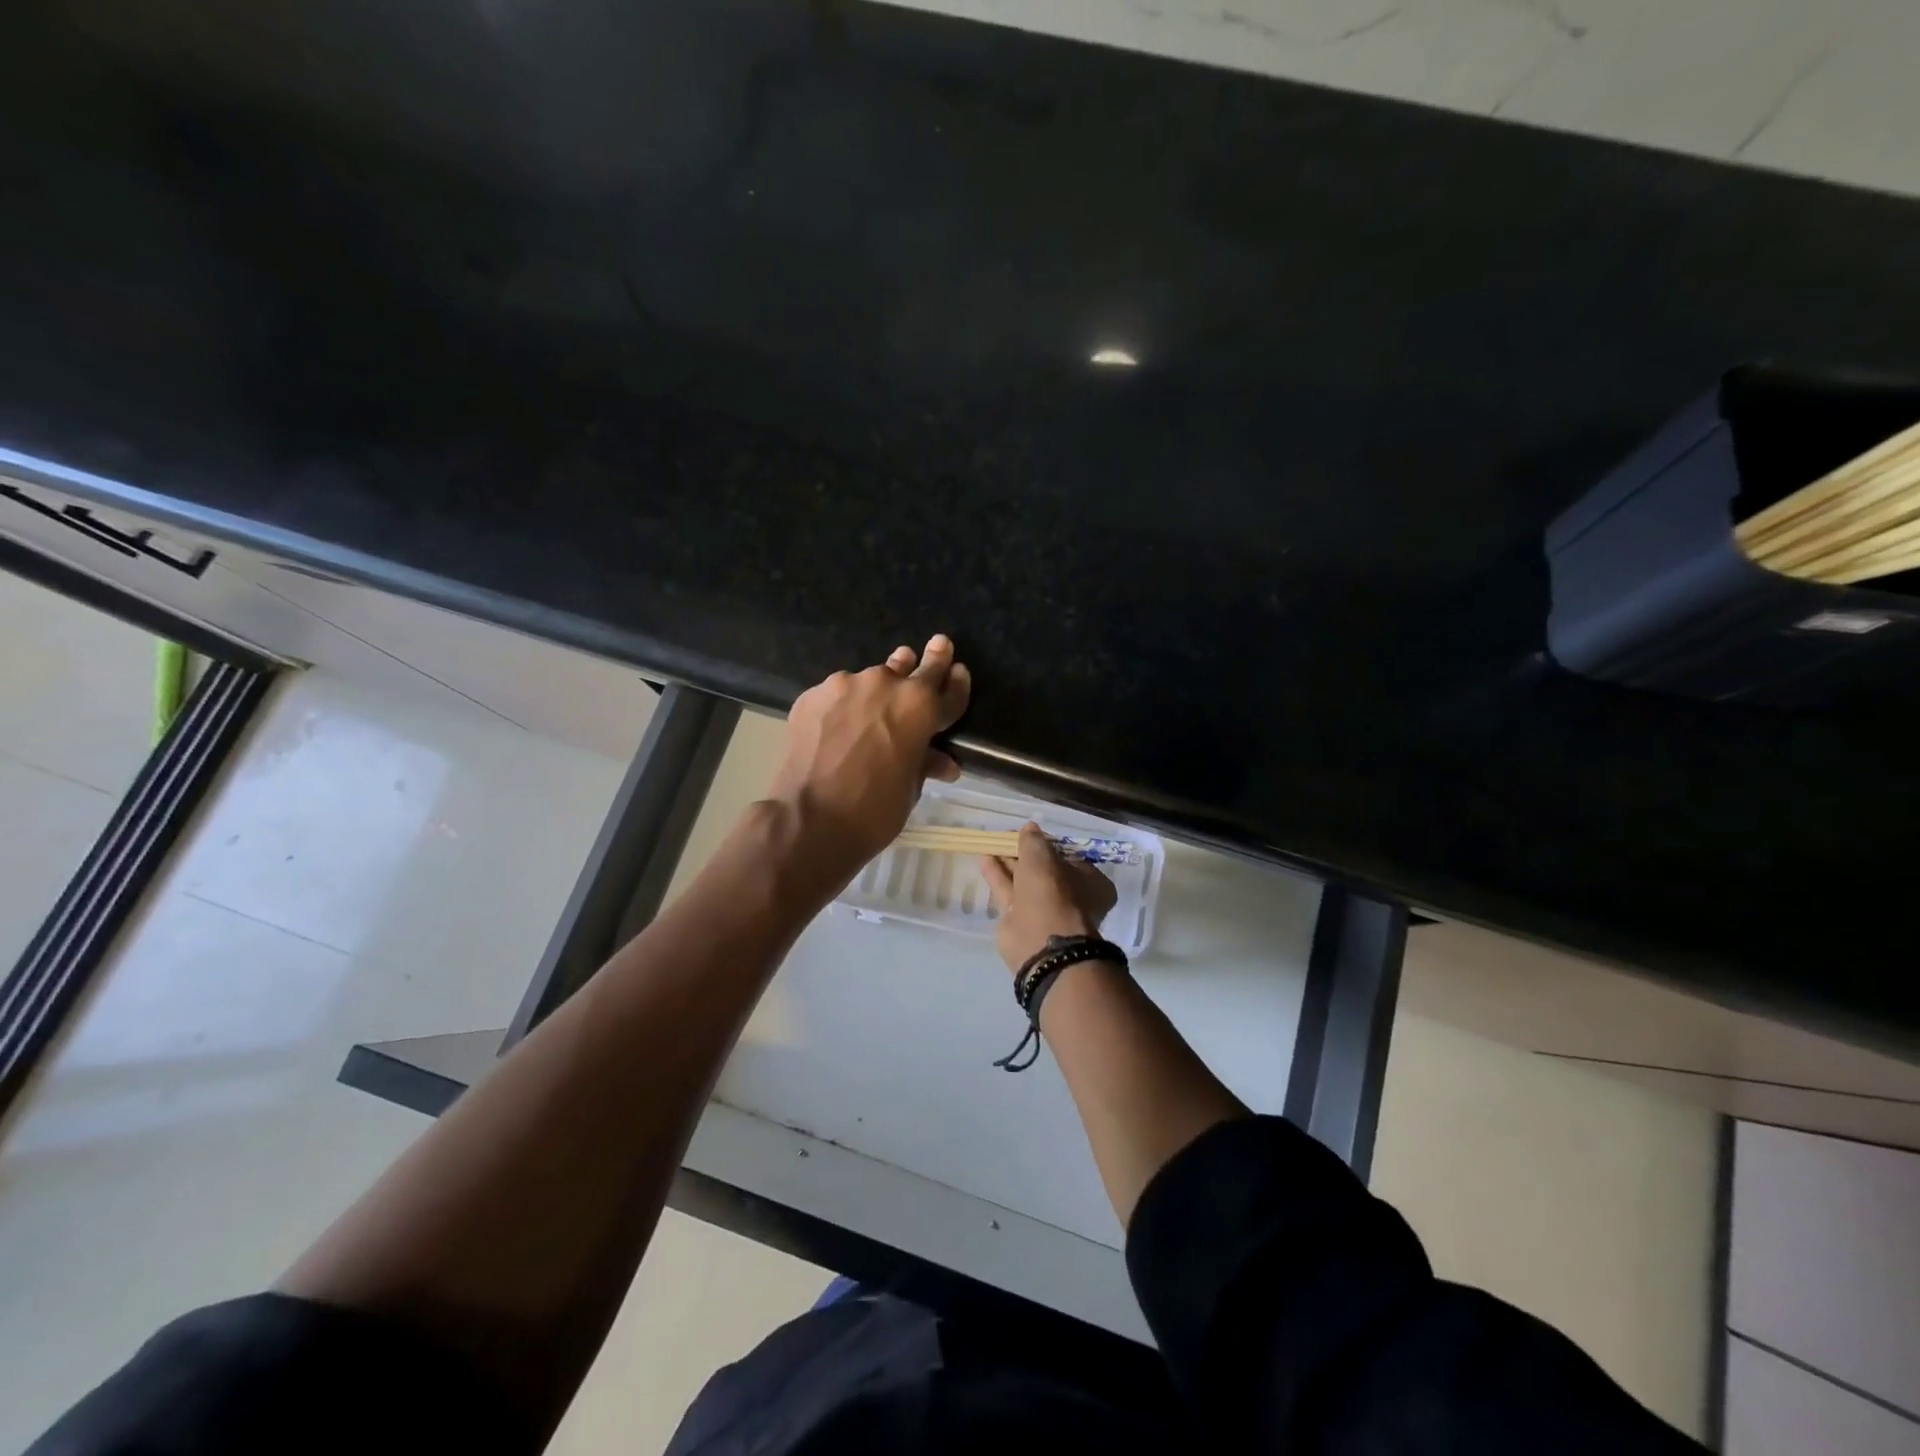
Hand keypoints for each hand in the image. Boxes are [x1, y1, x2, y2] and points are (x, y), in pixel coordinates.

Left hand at [767, 634, 971, 875]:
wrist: (810, 819)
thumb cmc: (874, 809)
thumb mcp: (910, 788)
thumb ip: (925, 763)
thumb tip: (944, 763)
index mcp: (919, 706)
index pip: (948, 689)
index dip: (957, 683)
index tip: (958, 671)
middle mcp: (885, 684)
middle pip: (911, 667)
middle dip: (927, 661)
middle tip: (937, 646)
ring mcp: (844, 685)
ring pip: (869, 680)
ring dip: (877, 689)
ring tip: (876, 700)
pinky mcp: (812, 696)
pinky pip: (837, 695)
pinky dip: (843, 706)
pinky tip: (837, 726)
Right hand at [979, 823, 1118, 973]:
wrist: (1041, 942)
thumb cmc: (1052, 892)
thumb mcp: (1042, 857)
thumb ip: (1034, 841)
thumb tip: (1030, 827)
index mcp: (1090, 882)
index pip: (1068, 857)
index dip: (1048, 845)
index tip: (1030, 834)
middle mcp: (1070, 897)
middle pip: (1044, 870)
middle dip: (1025, 854)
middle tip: (1006, 837)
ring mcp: (1044, 911)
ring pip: (1023, 881)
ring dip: (1007, 863)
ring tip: (990, 843)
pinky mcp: (1020, 921)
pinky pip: (1008, 891)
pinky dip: (997, 875)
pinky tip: (984, 858)